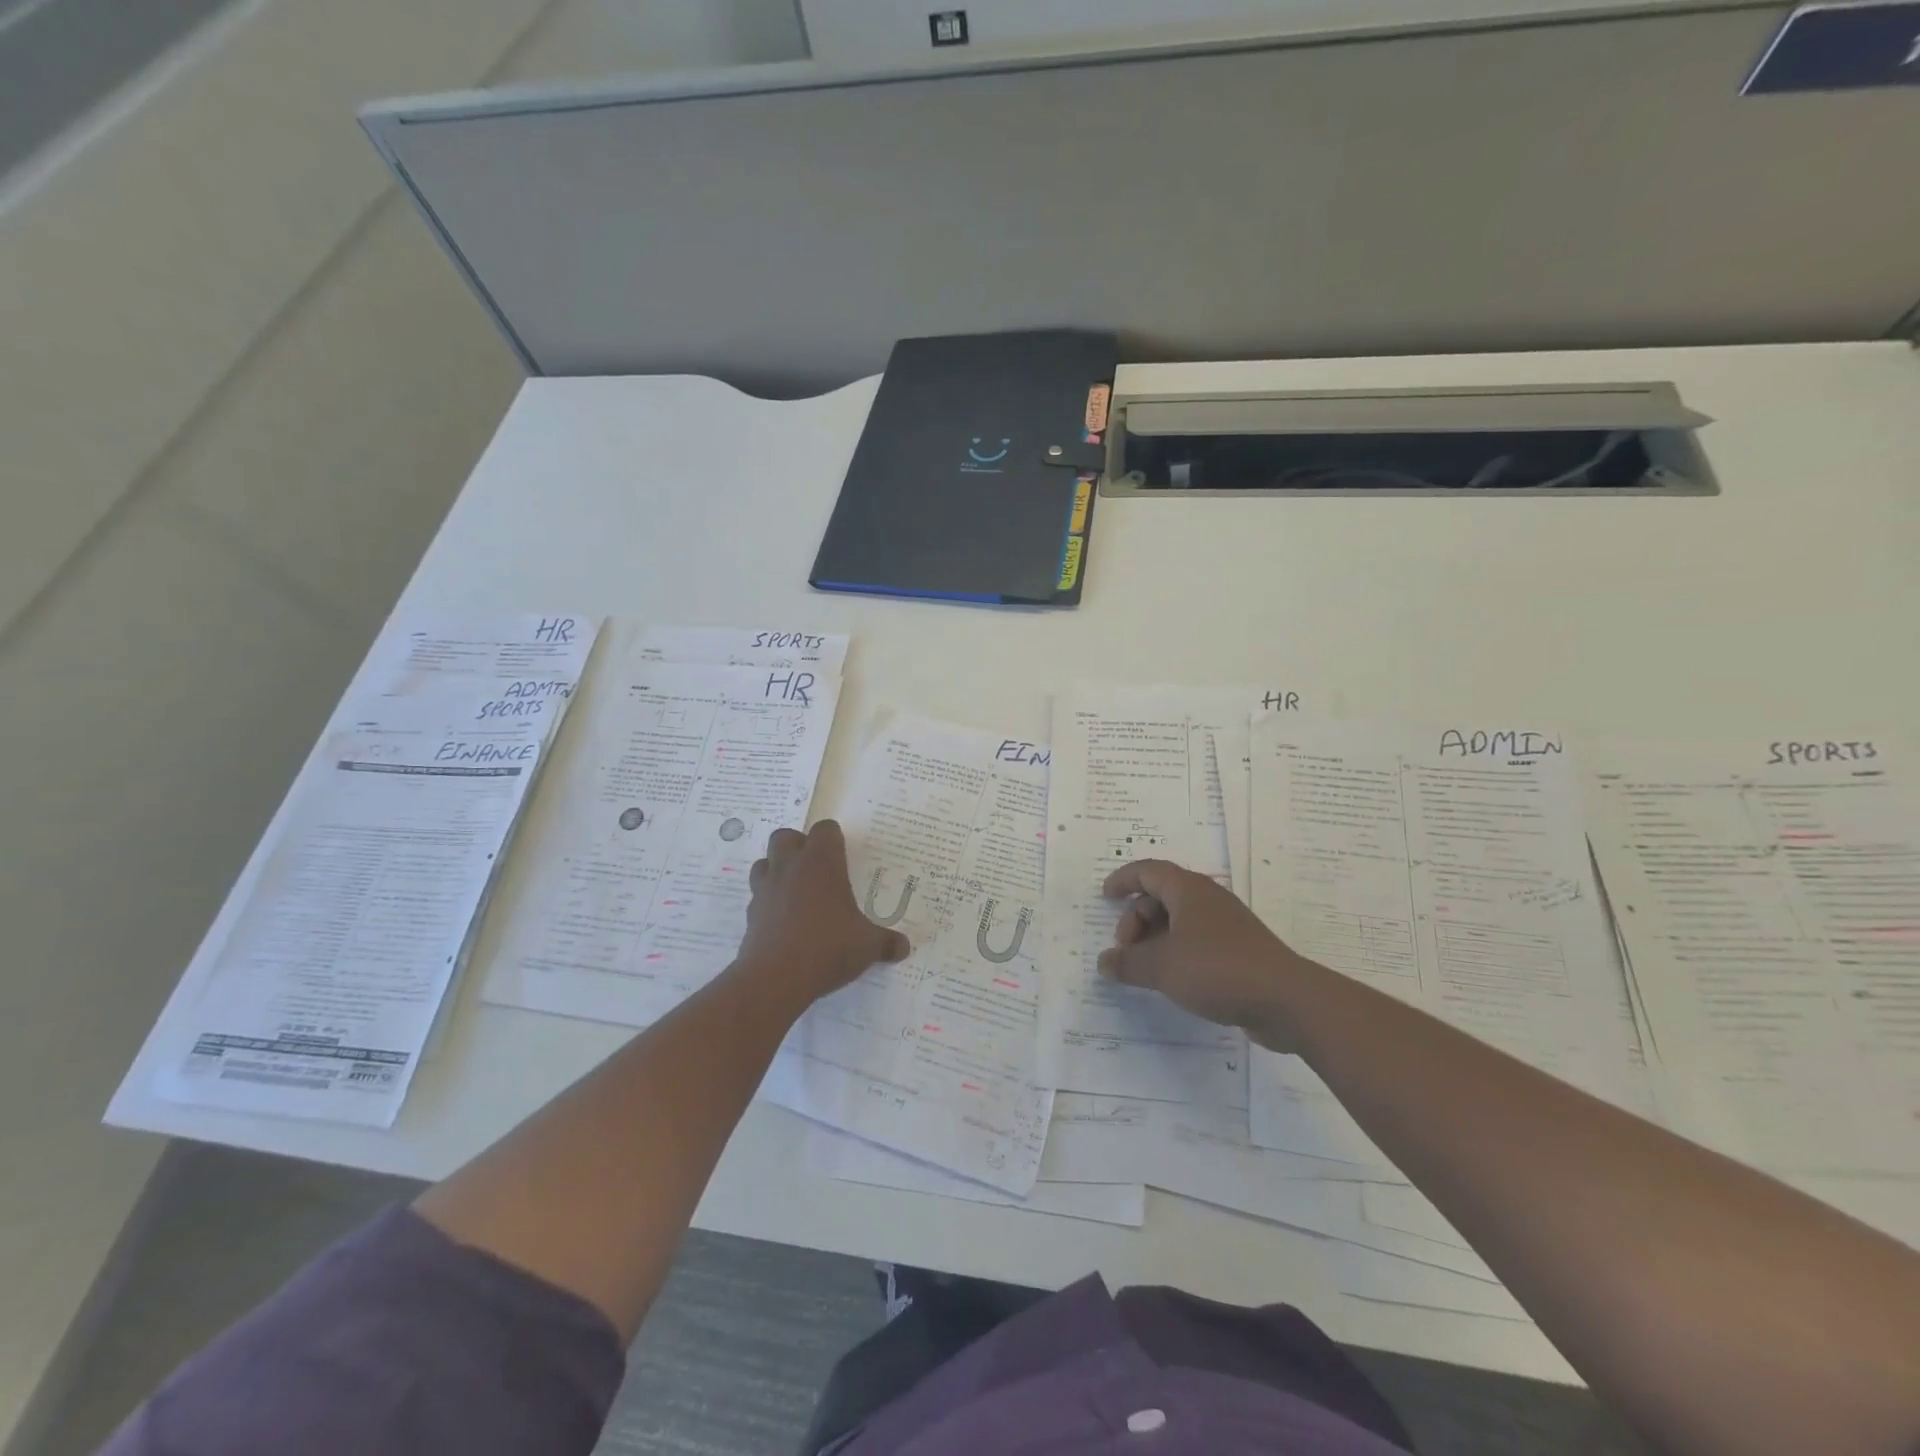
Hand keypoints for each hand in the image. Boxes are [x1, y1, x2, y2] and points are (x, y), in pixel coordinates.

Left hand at [741, 821, 910, 1007]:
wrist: (775, 978)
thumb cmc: (827, 948)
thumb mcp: (867, 946)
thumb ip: (886, 942)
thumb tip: (904, 947)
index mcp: (821, 863)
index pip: (825, 829)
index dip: (834, 838)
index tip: (843, 855)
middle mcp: (790, 867)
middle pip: (786, 836)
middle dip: (798, 846)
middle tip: (816, 868)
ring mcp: (766, 889)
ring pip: (764, 862)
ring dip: (777, 869)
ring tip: (796, 890)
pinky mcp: (750, 914)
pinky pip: (757, 895)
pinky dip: (769, 901)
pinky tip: (784, 920)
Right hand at [1098, 859, 1306, 1050]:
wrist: (1286, 1000)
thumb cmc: (1217, 969)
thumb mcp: (1162, 967)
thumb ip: (1128, 963)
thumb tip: (1104, 963)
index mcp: (1188, 890)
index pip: (1148, 871)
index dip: (1123, 879)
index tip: (1105, 896)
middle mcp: (1208, 899)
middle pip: (1161, 896)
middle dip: (1136, 919)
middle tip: (1125, 950)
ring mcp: (1226, 924)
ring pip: (1180, 920)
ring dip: (1155, 938)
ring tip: (1144, 969)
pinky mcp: (1239, 950)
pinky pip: (1197, 940)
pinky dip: (1176, 952)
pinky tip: (1172, 979)